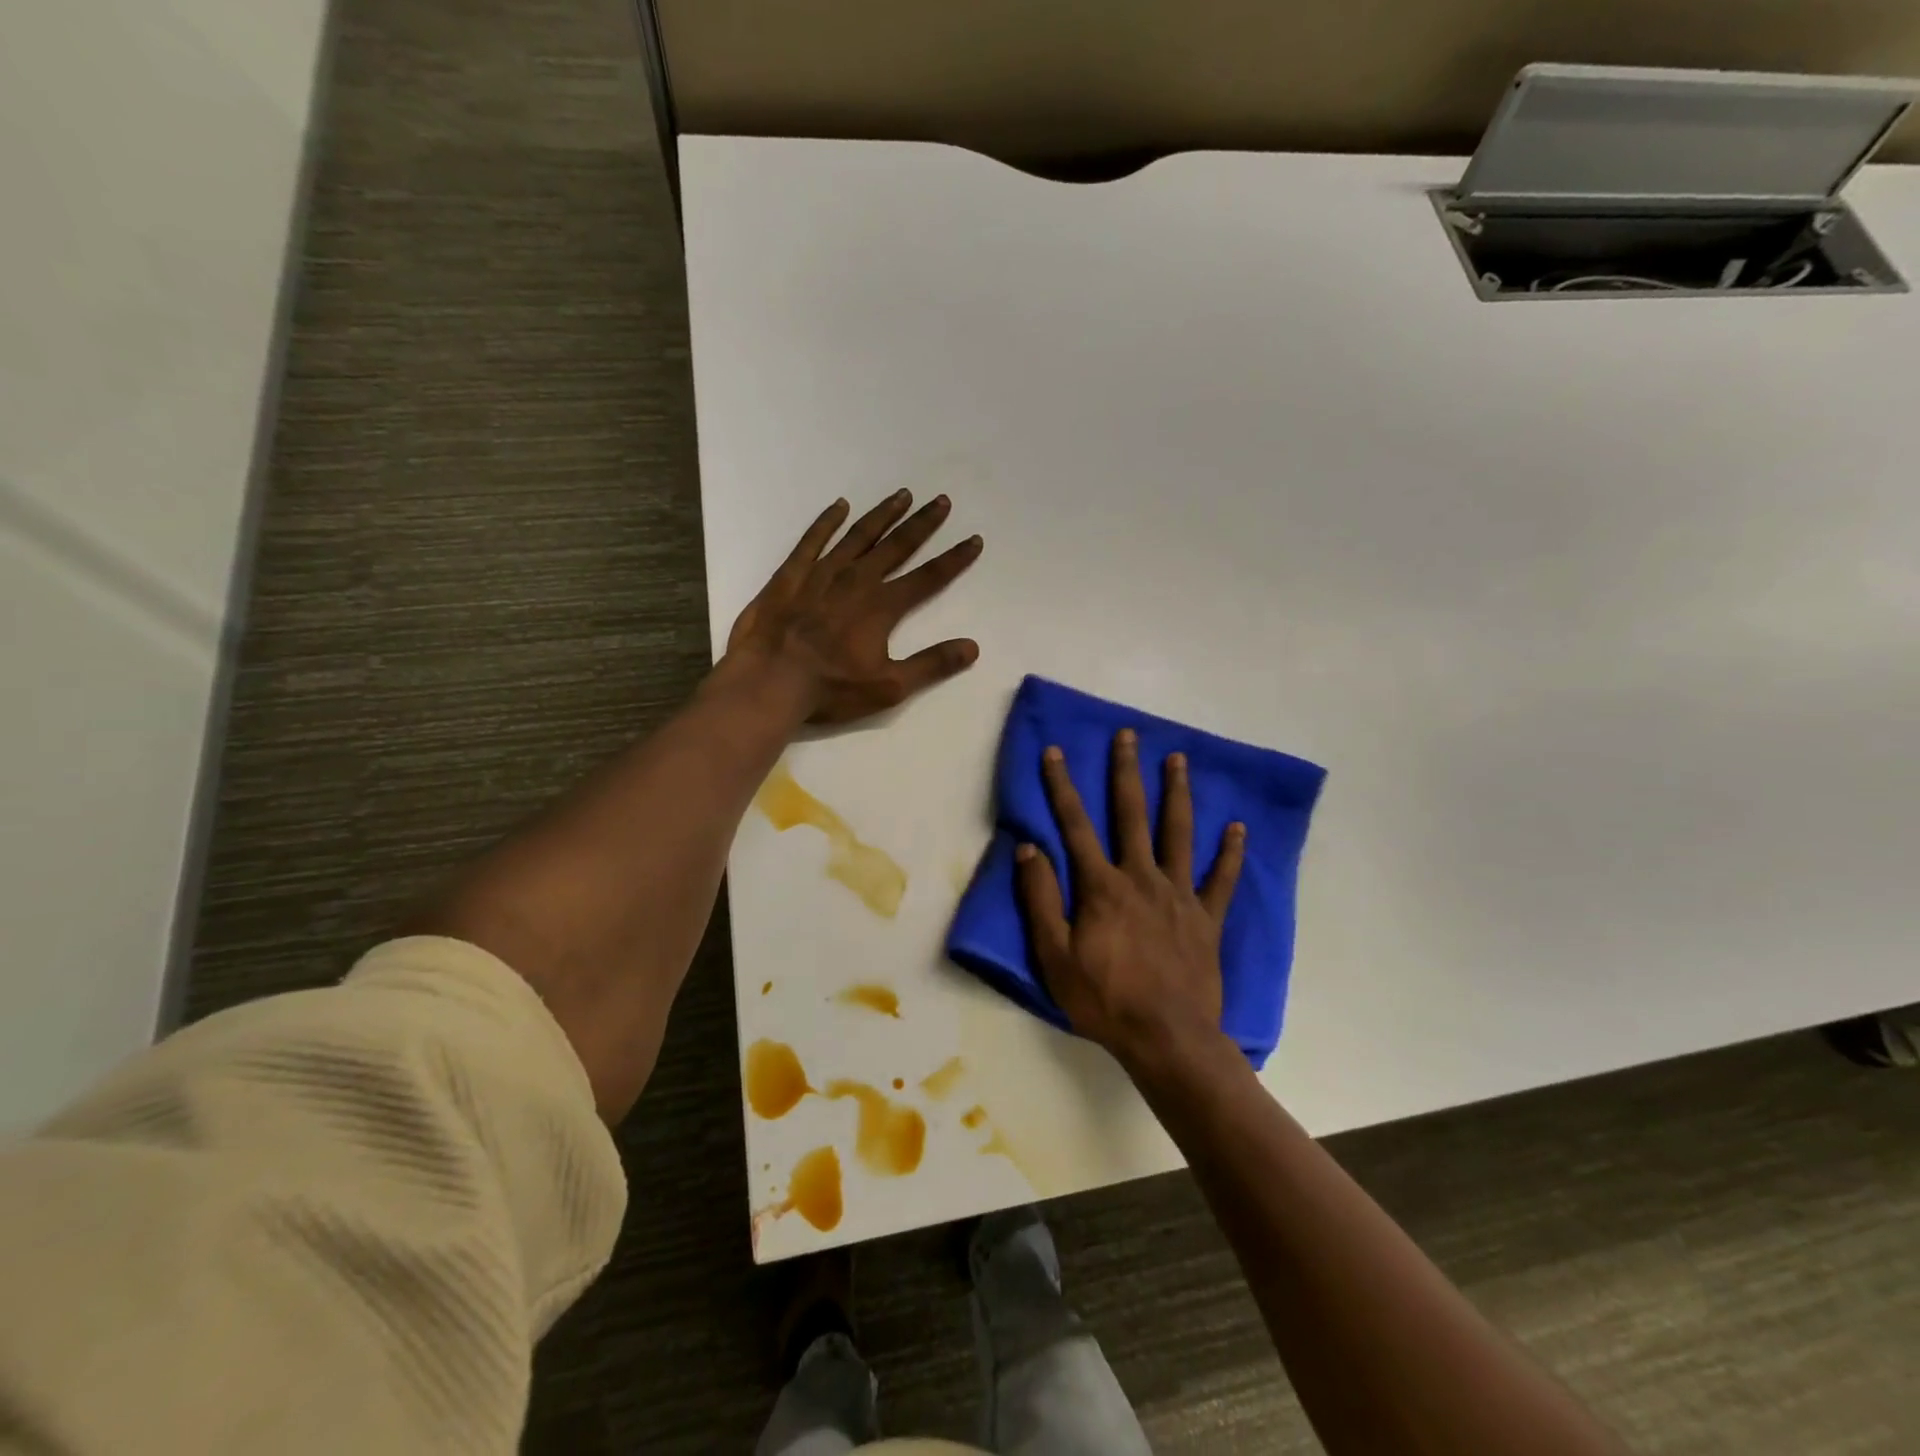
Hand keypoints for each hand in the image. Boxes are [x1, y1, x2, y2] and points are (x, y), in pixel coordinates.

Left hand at [727, 492, 982, 725]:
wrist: (769, 681)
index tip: (974, 539)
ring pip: (858, 535)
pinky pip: (813, 540)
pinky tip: (840, 506)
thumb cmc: (830, 689)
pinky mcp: (791, 575)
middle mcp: (857, 580)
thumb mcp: (889, 686)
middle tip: (941, 501)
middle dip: (922, 523)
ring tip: (902, 494)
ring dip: (882, 514)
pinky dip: (827, 521)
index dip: (954, 559)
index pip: (928, 577)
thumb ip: (931, 665)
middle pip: (897, 545)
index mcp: (882, 606)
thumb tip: (972, 647)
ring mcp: (821, 573)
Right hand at [1014, 728, 1246, 1074]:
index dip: (1062, 787)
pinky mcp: (1207, 918)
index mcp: (1101, 886)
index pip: (1075, 825)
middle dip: (1127, 772)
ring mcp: (1179, 895)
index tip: (1056, 752)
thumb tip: (1028, 849)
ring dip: (1177, 793)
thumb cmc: (1103, 1000)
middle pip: (1132, 814)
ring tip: (1178, 759)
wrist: (1167, 1039)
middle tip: (1129, 735)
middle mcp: (1141, 877)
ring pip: (1178, 833)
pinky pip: (1222, 879)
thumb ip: (1040, 899)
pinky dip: (1230, 853)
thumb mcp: (1053, 956)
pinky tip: (1238, 828)